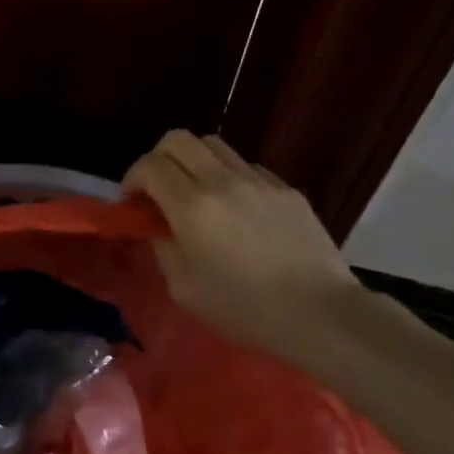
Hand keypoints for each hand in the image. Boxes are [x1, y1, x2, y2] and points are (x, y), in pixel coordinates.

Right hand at [124, 130, 359, 359]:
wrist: (321, 314)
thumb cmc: (245, 309)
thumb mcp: (184, 289)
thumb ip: (162, 248)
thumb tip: (155, 226)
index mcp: (191, 206)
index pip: (149, 165)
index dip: (132, 179)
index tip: (134, 203)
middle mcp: (221, 181)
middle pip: (177, 139)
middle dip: (158, 158)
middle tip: (159, 189)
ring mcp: (258, 180)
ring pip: (213, 144)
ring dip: (194, 161)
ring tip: (196, 192)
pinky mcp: (286, 188)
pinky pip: (246, 166)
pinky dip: (229, 177)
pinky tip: (237, 209)